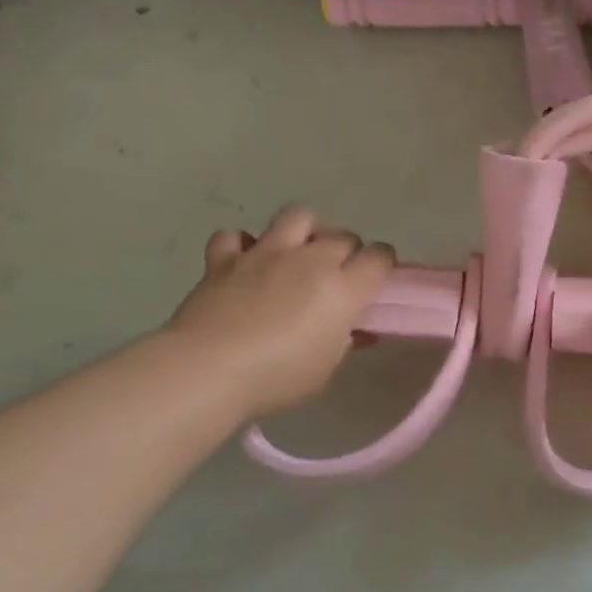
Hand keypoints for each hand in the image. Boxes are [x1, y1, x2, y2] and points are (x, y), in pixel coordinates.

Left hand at [165, 205, 392, 420]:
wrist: (208, 370)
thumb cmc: (279, 377)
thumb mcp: (326, 367)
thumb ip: (344, 341)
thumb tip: (354, 331)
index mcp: (343, 288)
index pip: (380, 257)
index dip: (383, 265)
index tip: (377, 281)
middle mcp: (310, 260)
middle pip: (343, 235)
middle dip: (348, 251)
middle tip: (338, 276)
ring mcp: (266, 253)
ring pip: (298, 215)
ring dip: (306, 230)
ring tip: (300, 253)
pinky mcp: (225, 258)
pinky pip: (237, 236)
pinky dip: (243, 245)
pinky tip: (245, 263)